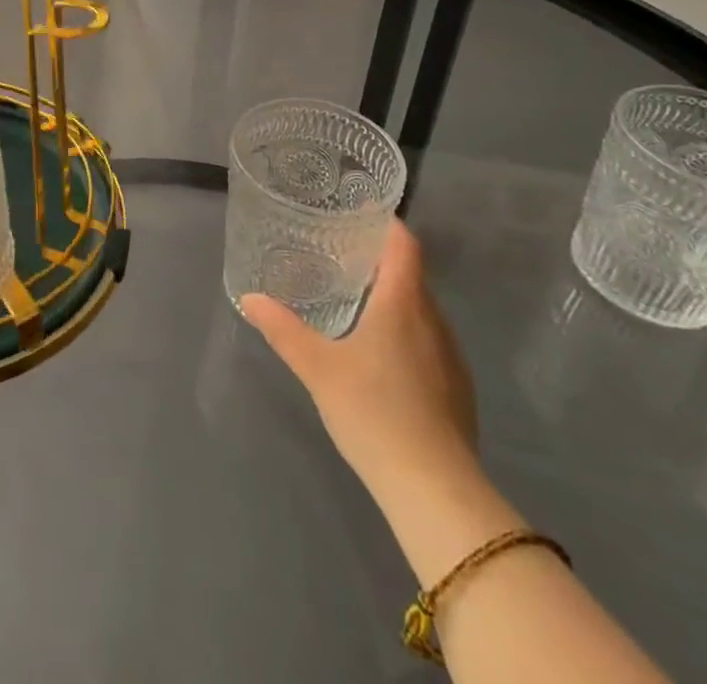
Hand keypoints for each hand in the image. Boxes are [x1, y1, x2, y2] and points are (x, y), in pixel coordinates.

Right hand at [241, 220, 476, 498]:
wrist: (435, 491)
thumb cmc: (374, 412)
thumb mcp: (317, 367)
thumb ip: (282, 329)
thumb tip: (249, 297)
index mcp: (402, 305)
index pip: (405, 246)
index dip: (387, 225)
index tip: (358, 215)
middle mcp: (434, 322)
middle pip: (412, 276)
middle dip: (380, 261)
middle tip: (339, 256)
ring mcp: (451, 359)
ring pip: (422, 311)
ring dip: (393, 299)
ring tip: (355, 301)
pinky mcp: (457, 390)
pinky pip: (430, 341)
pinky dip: (406, 331)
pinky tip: (380, 355)